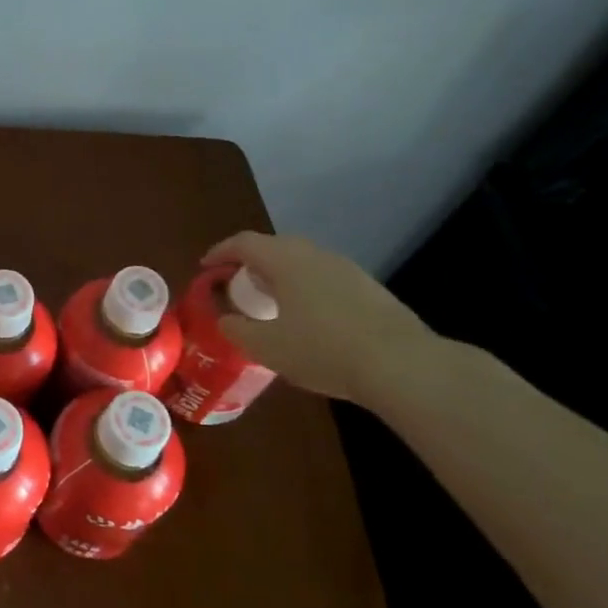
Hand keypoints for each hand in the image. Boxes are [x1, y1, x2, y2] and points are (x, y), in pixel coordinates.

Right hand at [202, 231, 435, 403]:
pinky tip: (307, 318)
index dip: (220, 252)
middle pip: (274, 247)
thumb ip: (238, 330)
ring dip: (280, 275)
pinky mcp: (368, 288)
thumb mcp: (267, 347)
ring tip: (269, 302)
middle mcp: (314, 254)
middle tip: (236, 284)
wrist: (402, 365)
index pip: (243, 243)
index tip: (206, 267)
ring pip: (302, 261)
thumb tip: (225, 319)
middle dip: (250, 262)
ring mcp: (346, 269)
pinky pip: (324, 278)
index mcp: (284, 260)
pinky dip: (305, 288)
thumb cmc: (323, 350)